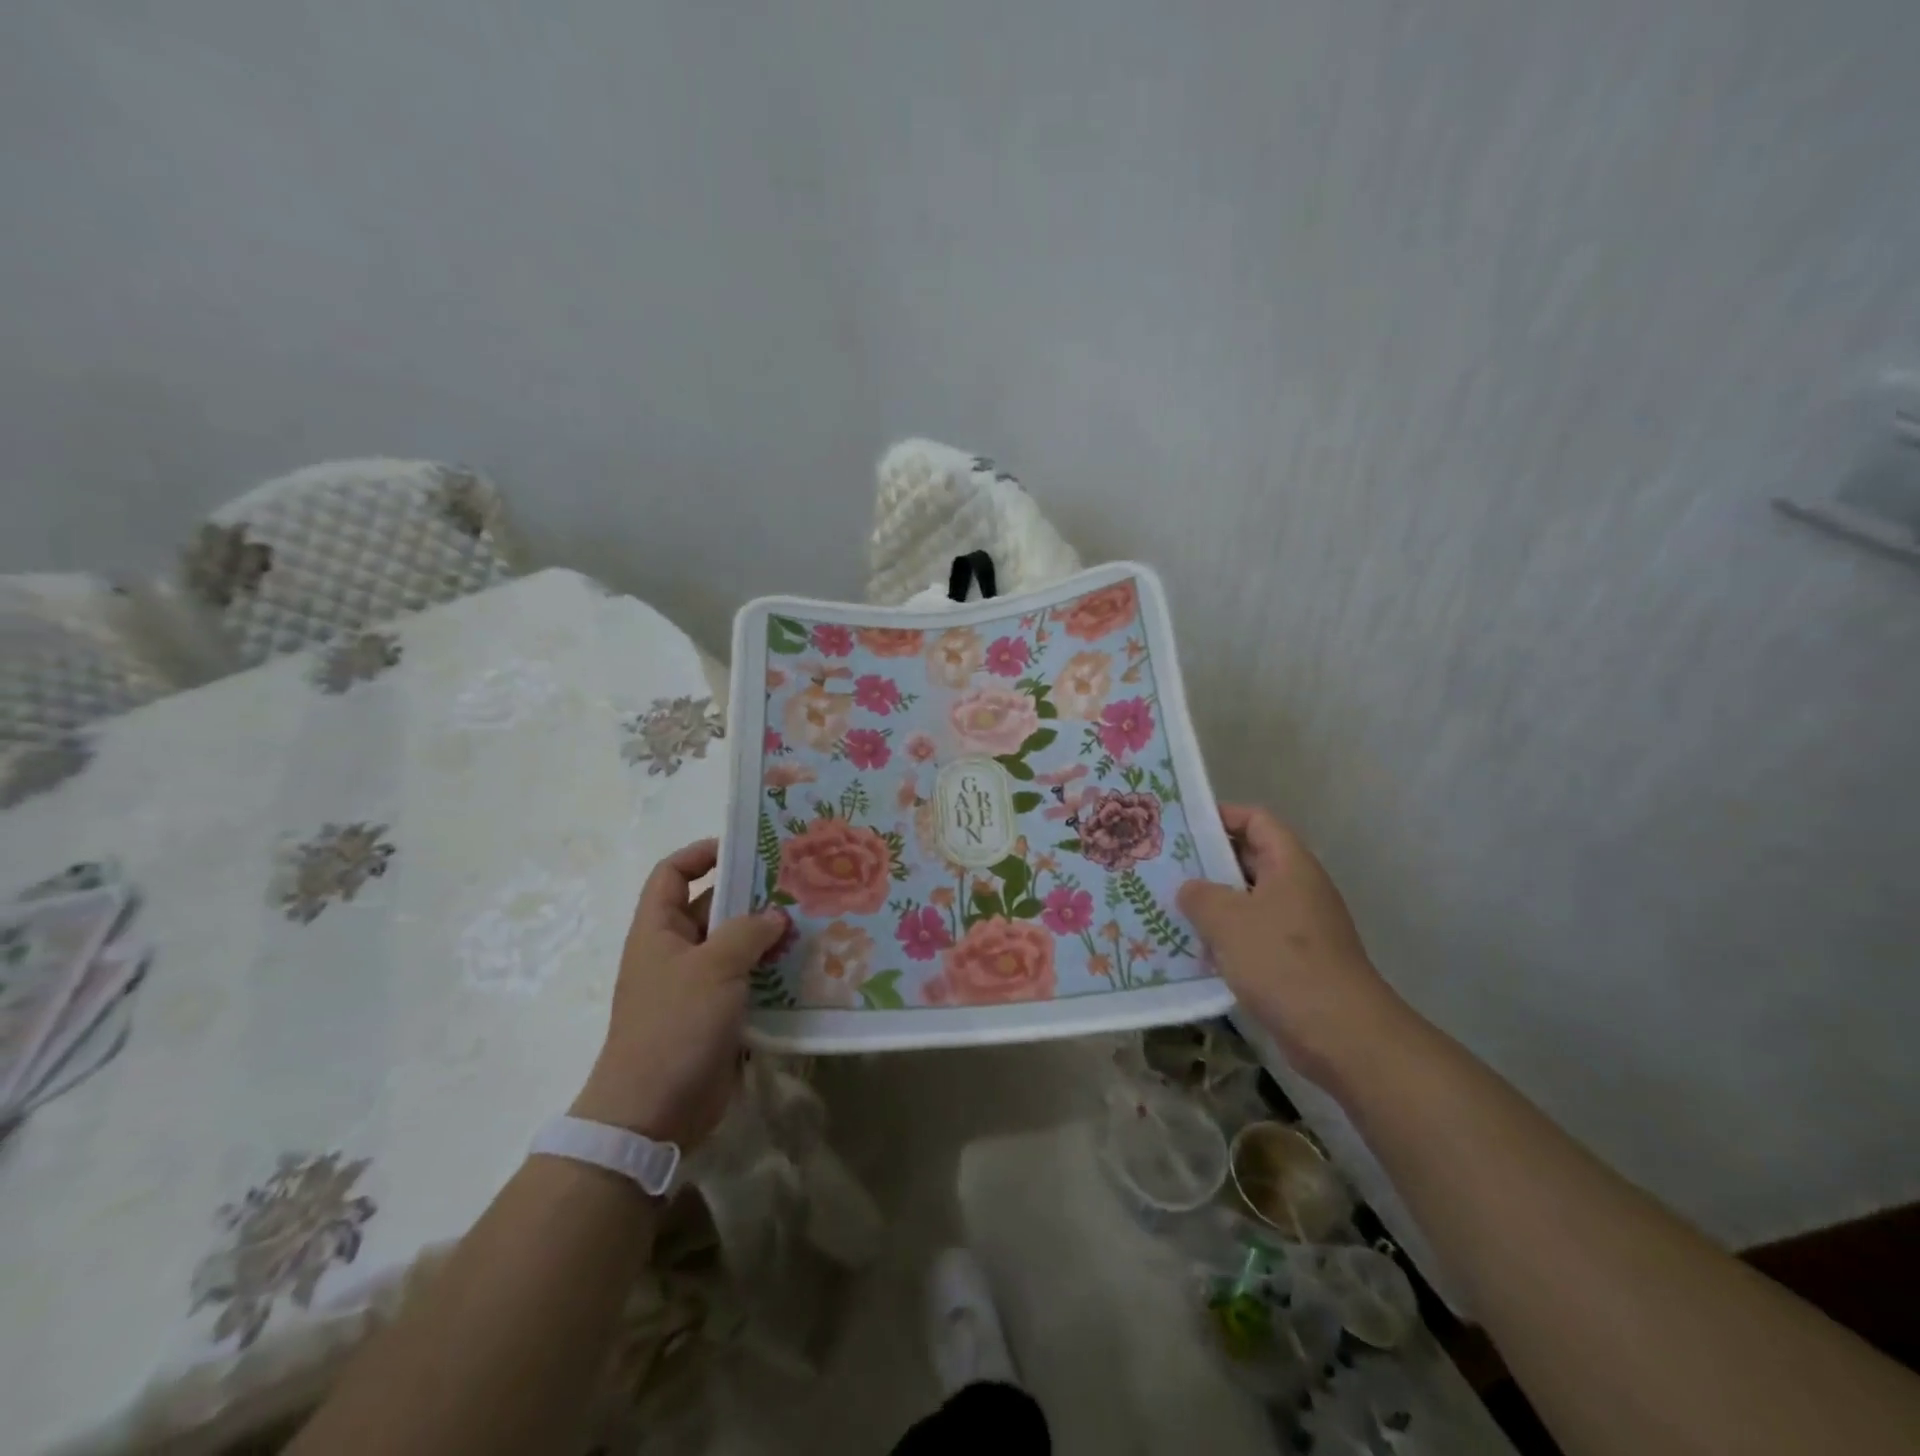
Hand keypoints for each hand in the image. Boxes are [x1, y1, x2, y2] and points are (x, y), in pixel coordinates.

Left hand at [571, 839, 788, 1148]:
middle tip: (799, 884)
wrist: (652, 1114)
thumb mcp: (713, 967)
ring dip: (769, 937)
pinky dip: (773, 975)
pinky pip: (748, 984)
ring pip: (736, 947)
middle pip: (713, 908)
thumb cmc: (674, 1025)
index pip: (672, 874)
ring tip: (813, 922)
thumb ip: (747, 932)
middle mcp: (676, 952)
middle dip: (752, 896)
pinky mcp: (718, 1017)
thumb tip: (775, 916)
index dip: (701, 854)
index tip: (745, 848)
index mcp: (659, 930)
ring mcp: (697, 987)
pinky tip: (807, 968)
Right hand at [1177, 805, 1402, 1093]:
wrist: (1341, 1036)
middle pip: (1249, 860)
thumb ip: (1200, 895)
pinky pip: (1252, 937)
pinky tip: (1192, 951)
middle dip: (1207, 863)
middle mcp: (1297, 888)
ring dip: (1212, 905)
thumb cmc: (1283, 962)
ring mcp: (1298, 927)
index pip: (1256, 820)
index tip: (1181, 828)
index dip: (1220, 816)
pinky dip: (1225, 939)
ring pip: (1247, 901)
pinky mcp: (1294, 962)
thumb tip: (1189, 889)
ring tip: (1168, 907)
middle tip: (1163, 867)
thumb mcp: (1228, 920)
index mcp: (1290, 865)